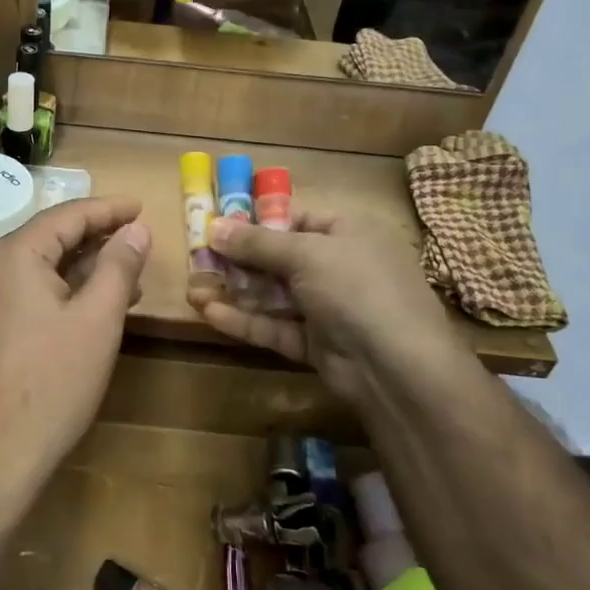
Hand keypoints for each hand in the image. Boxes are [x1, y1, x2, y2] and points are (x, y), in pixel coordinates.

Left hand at [0, 197, 150, 525]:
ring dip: (85, 266)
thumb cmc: (53, 380)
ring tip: (128, 272)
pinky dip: (65, 290)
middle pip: (52, 237)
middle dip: (97, 236)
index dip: (109, 209)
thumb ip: (118, 266)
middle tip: (137, 235)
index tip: (141, 206)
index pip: (68, 215)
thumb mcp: (97, 318)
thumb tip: (136, 229)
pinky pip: (31, 291)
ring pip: (42, 266)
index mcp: (15, 254)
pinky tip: (95, 305)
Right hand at [191, 209, 453, 411]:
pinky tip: (209, 313)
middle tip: (198, 259)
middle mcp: (340, 268)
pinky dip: (245, 320)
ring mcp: (329, 309)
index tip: (220, 227)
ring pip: (274, 296)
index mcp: (349, 234)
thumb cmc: (356, 288)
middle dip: (238, 260)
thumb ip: (256, 242)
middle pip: (280, 260)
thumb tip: (213, 225)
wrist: (396, 367)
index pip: (299, 222)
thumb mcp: (305, 253)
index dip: (260, 224)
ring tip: (192, 288)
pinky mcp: (317, 344)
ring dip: (235, 292)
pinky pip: (276, 327)